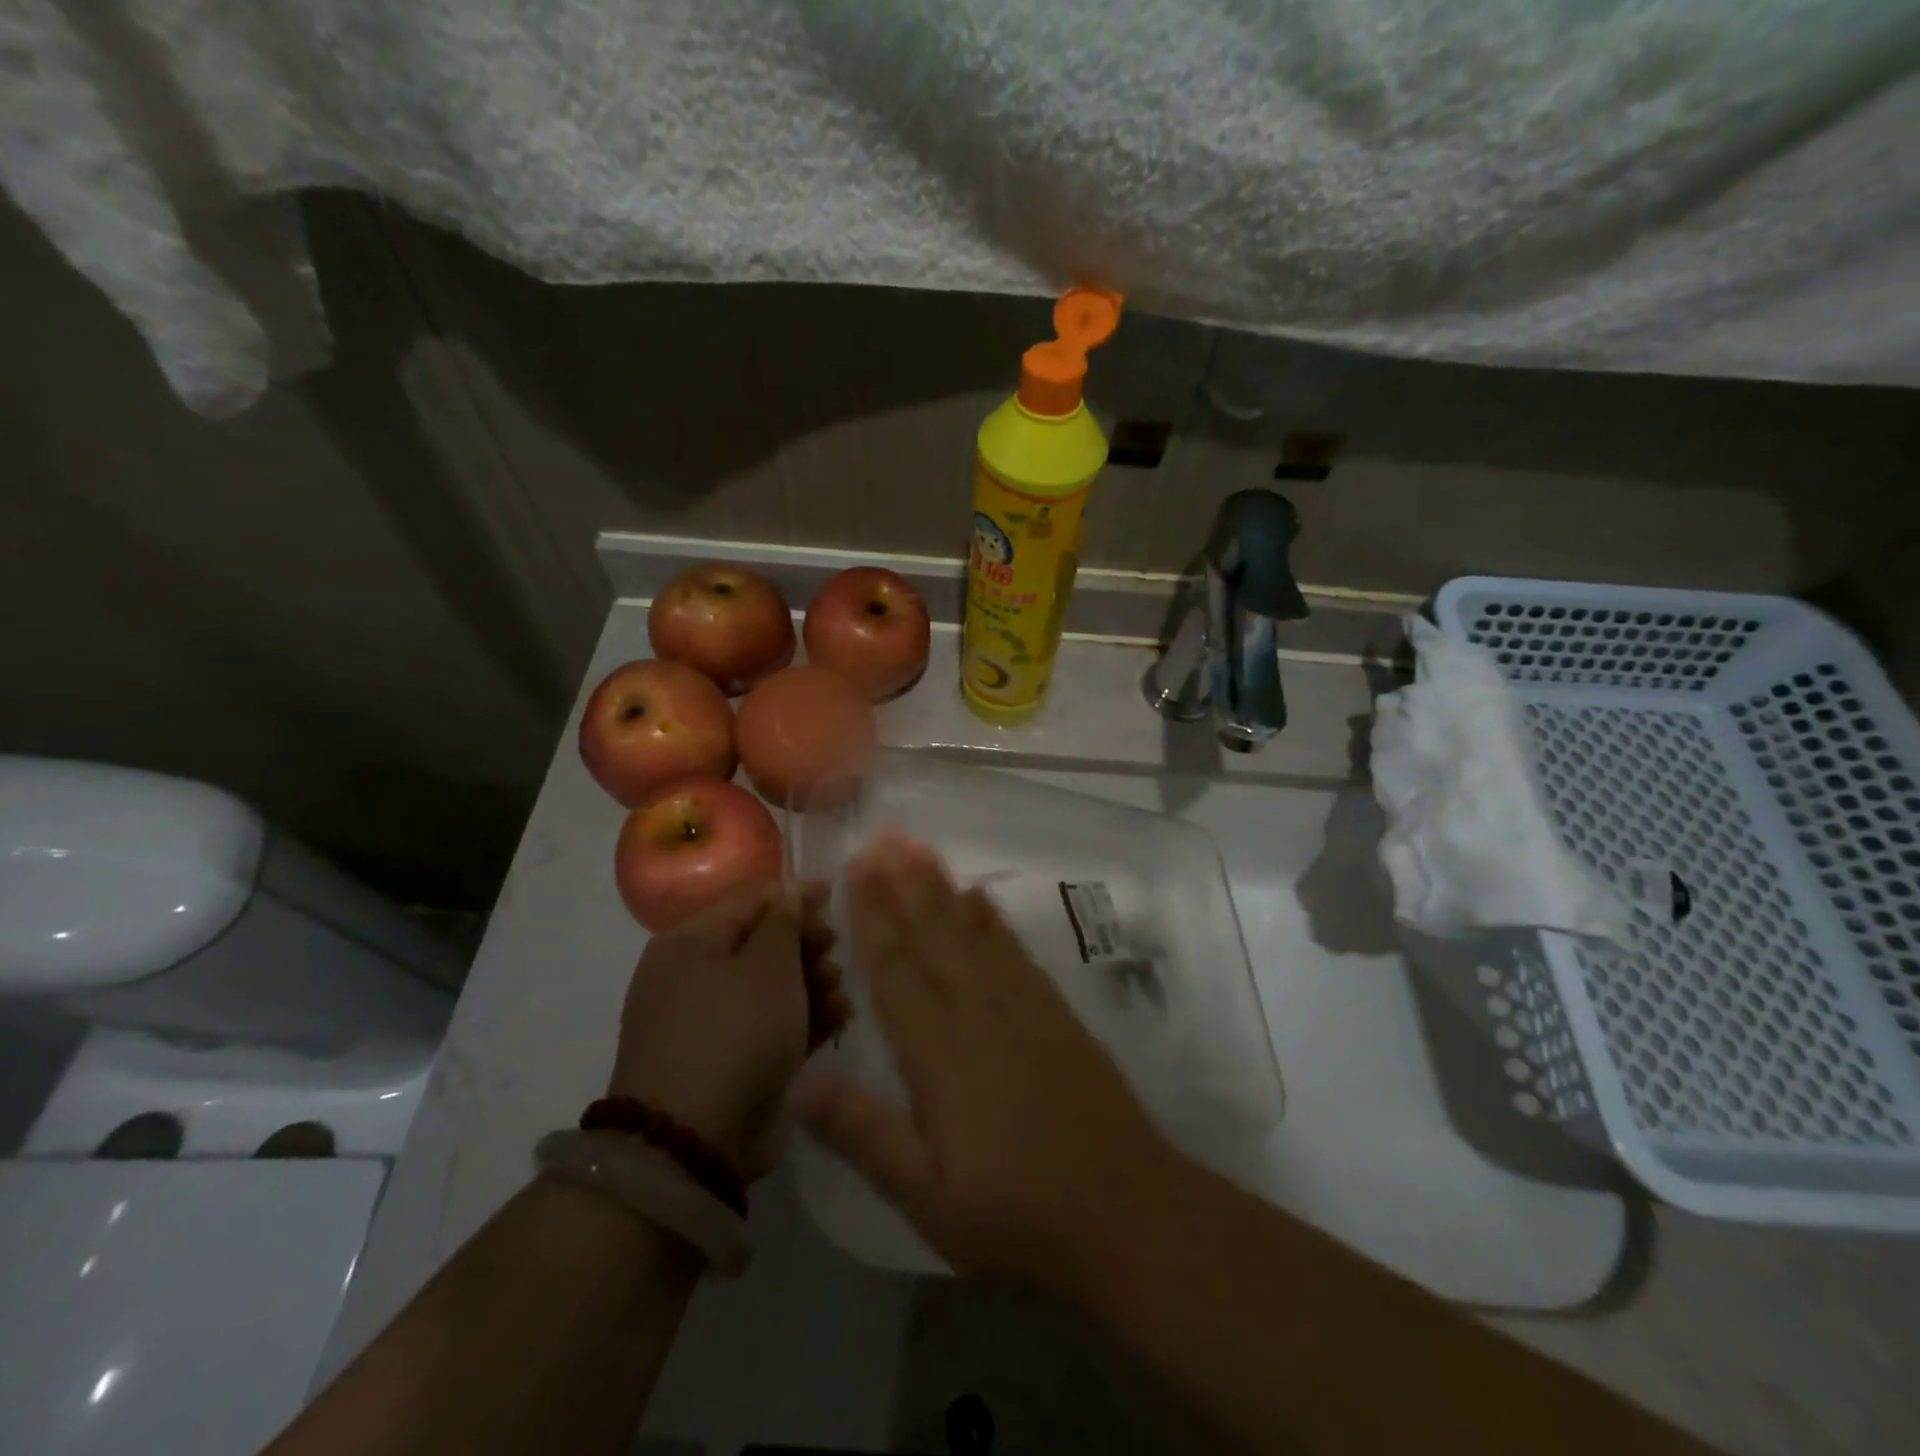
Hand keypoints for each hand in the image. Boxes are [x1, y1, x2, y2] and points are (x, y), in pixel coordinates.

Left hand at [609, 880, 845, 1178]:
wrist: (696, 1142)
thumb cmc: (734, 1032)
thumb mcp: (767, 966)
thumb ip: (785, 921)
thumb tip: (790, 890)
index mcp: (689, 945)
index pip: (748, 902)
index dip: (793, 895)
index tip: (833, 893)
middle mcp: (694, 979)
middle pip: (762, 944)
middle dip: (806, 944)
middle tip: (834, 949)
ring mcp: (713, 1025)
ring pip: (773, 987)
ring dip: (812, 982)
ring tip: (839, 990)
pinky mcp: (733, 1062)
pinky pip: (774, 1026)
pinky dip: (805, 1018)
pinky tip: (838, 1017)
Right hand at [793, 833, 1179, 1295]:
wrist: (1127, 1210)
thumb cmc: (1016, 1211)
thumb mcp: (926, 1195)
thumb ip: (861, 1134)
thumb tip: (796, 1083)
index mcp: (938, 1051)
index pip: (896, 968)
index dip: (873, 914)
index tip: (857, 866)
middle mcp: (978, 1011)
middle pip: (933, 933)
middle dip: (904, 881)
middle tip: (884, 834)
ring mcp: (1022, 1005)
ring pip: (972, 930)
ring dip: (942, 886)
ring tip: (921, 847)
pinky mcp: (1056, 1012)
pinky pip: (1015, 950)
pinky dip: (992, 917)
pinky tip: (981, 897)